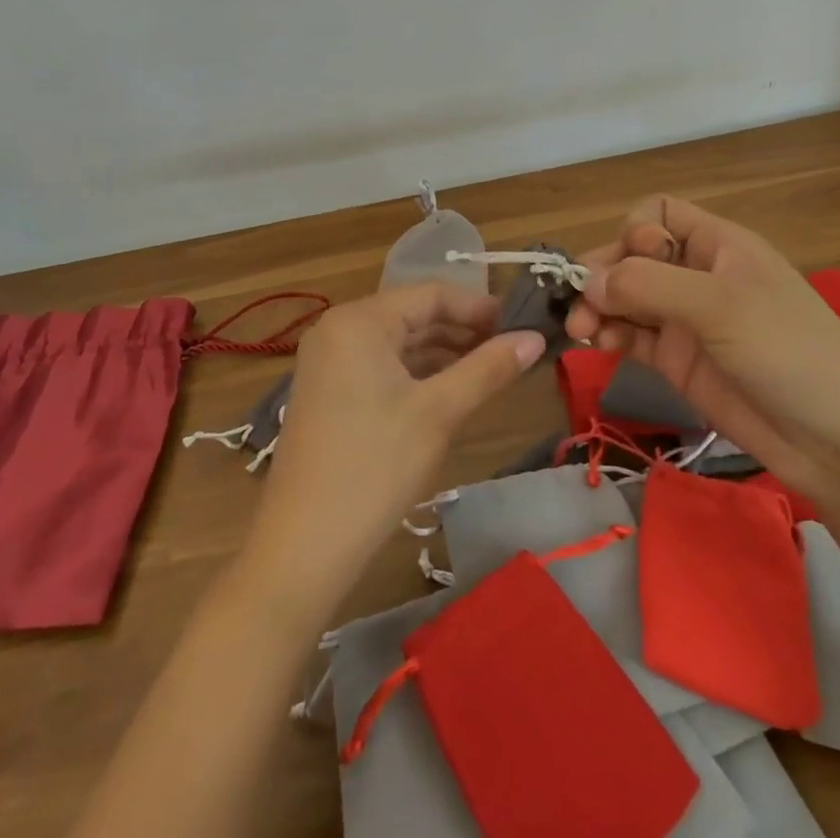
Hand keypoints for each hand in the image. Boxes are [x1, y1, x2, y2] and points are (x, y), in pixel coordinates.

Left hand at [245, 282, 542, 608]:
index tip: (521, 324)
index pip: (430, 293)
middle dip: (463, 330)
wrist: (303, 547)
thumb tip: (535, 338)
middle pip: (413, 314)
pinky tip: (451, 389)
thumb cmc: (375, 468)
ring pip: (399, 342)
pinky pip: (381, 365)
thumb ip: (488, 368)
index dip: (479, 306)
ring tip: (491, 369)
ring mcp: (329, 361)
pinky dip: (417, 372)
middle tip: (512, 349)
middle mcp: (338, 328)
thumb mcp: (439, 413)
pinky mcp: (328, 391)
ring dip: (443, 352)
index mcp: (359, 320)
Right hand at [564, 196, 839, 503]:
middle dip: (603, 273)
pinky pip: (631, 336)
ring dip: (598, 307)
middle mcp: (696, 275)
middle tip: (578, 304)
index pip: (659, 214)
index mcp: (717, 245)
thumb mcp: (720, 305)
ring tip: (582, 330)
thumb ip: (648, 286)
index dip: (636, 231)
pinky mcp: (677, 361)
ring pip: (625, 297)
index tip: (630, 263)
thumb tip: (586, 282)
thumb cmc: (788, 350)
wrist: (839, 442)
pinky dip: (610, 336)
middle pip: (632, 256)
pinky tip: (601, 346)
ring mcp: (685, 320)